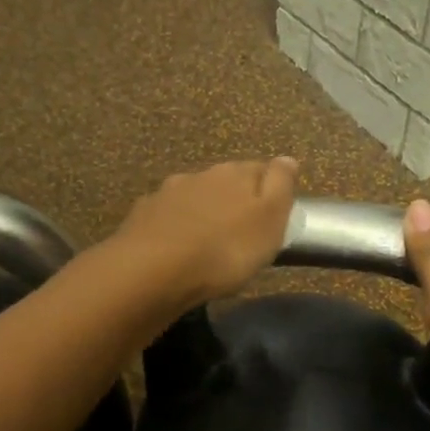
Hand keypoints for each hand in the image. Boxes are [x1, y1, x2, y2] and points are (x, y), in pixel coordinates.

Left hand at [114, 158, 298, 306]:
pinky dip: (173, 227)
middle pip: (225, 182)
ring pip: (193, 197)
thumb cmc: (225, 250)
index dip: (270, 188)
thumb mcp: (269, 220)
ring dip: (202, 212)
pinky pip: (165, 217)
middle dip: (234, 199)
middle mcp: (200, 175)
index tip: (274, 212)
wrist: (154, 271)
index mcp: (235, 173)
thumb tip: (287, 159)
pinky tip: (174, 246)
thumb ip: (280, 186)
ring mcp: (167, 194)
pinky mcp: (142, 216)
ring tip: (207, 240)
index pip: (261, 169)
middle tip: (241, 230)